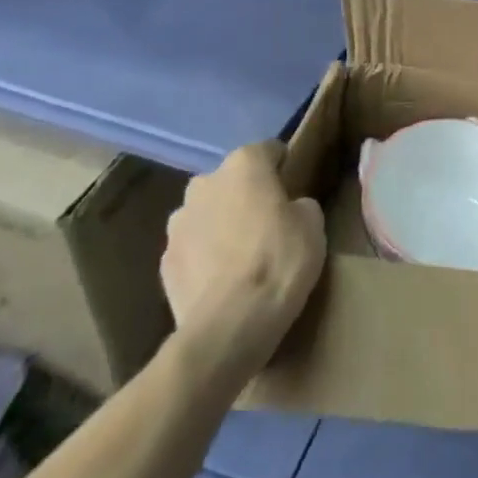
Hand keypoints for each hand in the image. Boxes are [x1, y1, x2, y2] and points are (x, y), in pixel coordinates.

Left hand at [160, 142, 326, 387]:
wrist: (229, 326)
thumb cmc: (279, 261)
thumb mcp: (313, 223)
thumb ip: (298, 204)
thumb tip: (288, 209)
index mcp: (244, 164)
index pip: (268, 150)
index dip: (283, 168)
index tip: (294, 188)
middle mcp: (205, 183)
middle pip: (232, 180)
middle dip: (246, 195)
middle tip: (269, 223)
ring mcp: (178, 223)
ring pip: (208, 213)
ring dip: (221, 224)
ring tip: (242, 255)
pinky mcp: (164, 262)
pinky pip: (193, 247)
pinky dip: (205, 256)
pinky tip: (222, 280)